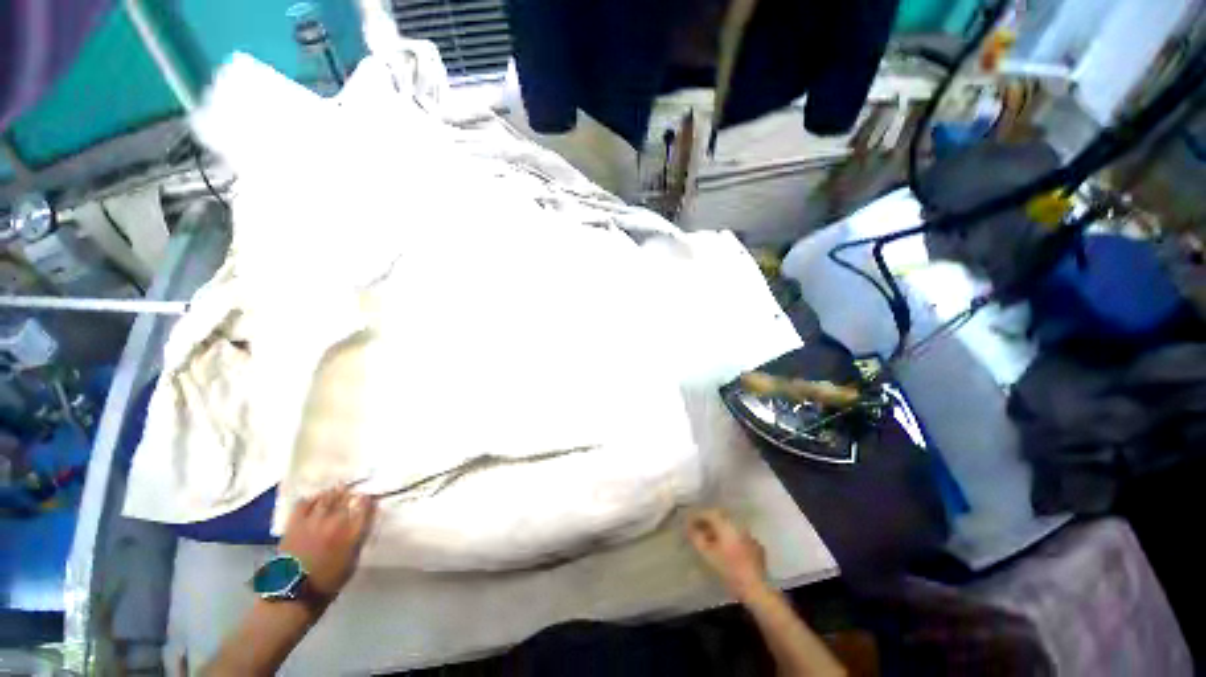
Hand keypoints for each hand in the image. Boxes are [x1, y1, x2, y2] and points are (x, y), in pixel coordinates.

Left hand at [279, 485, 375, 600]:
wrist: (294, 593)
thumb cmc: (328, 581)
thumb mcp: (352, 562)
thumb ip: (358, 538)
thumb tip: (363, 522)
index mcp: (353, 534)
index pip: (366, 508)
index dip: (368, 500)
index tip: (368, 497)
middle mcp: (336, 523)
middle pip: (346, 499)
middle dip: (351, 493)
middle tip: (352, 491)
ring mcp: (314, 522)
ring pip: (327, 497)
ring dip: (334, 492)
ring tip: (337, 489)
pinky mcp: (295, 524)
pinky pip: (304, 503)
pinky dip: (311, 498)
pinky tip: (314, 499)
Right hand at [687, 509, 767, 601]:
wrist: (755, 589)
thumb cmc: (729, 571)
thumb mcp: (708, 555)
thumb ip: (696, 538)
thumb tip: (689, 528)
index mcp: (727, 525)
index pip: (709, 513)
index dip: (697, 516)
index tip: (689, 523)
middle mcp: (739, 526)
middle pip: (721, 518)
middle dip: (708, 522)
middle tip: (699, 530)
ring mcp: (750, 536)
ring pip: (731, 527)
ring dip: (720, 531)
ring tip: (711, 540)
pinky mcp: (757, 547)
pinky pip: (740, 537)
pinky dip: (731, 539)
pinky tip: (728, 550)